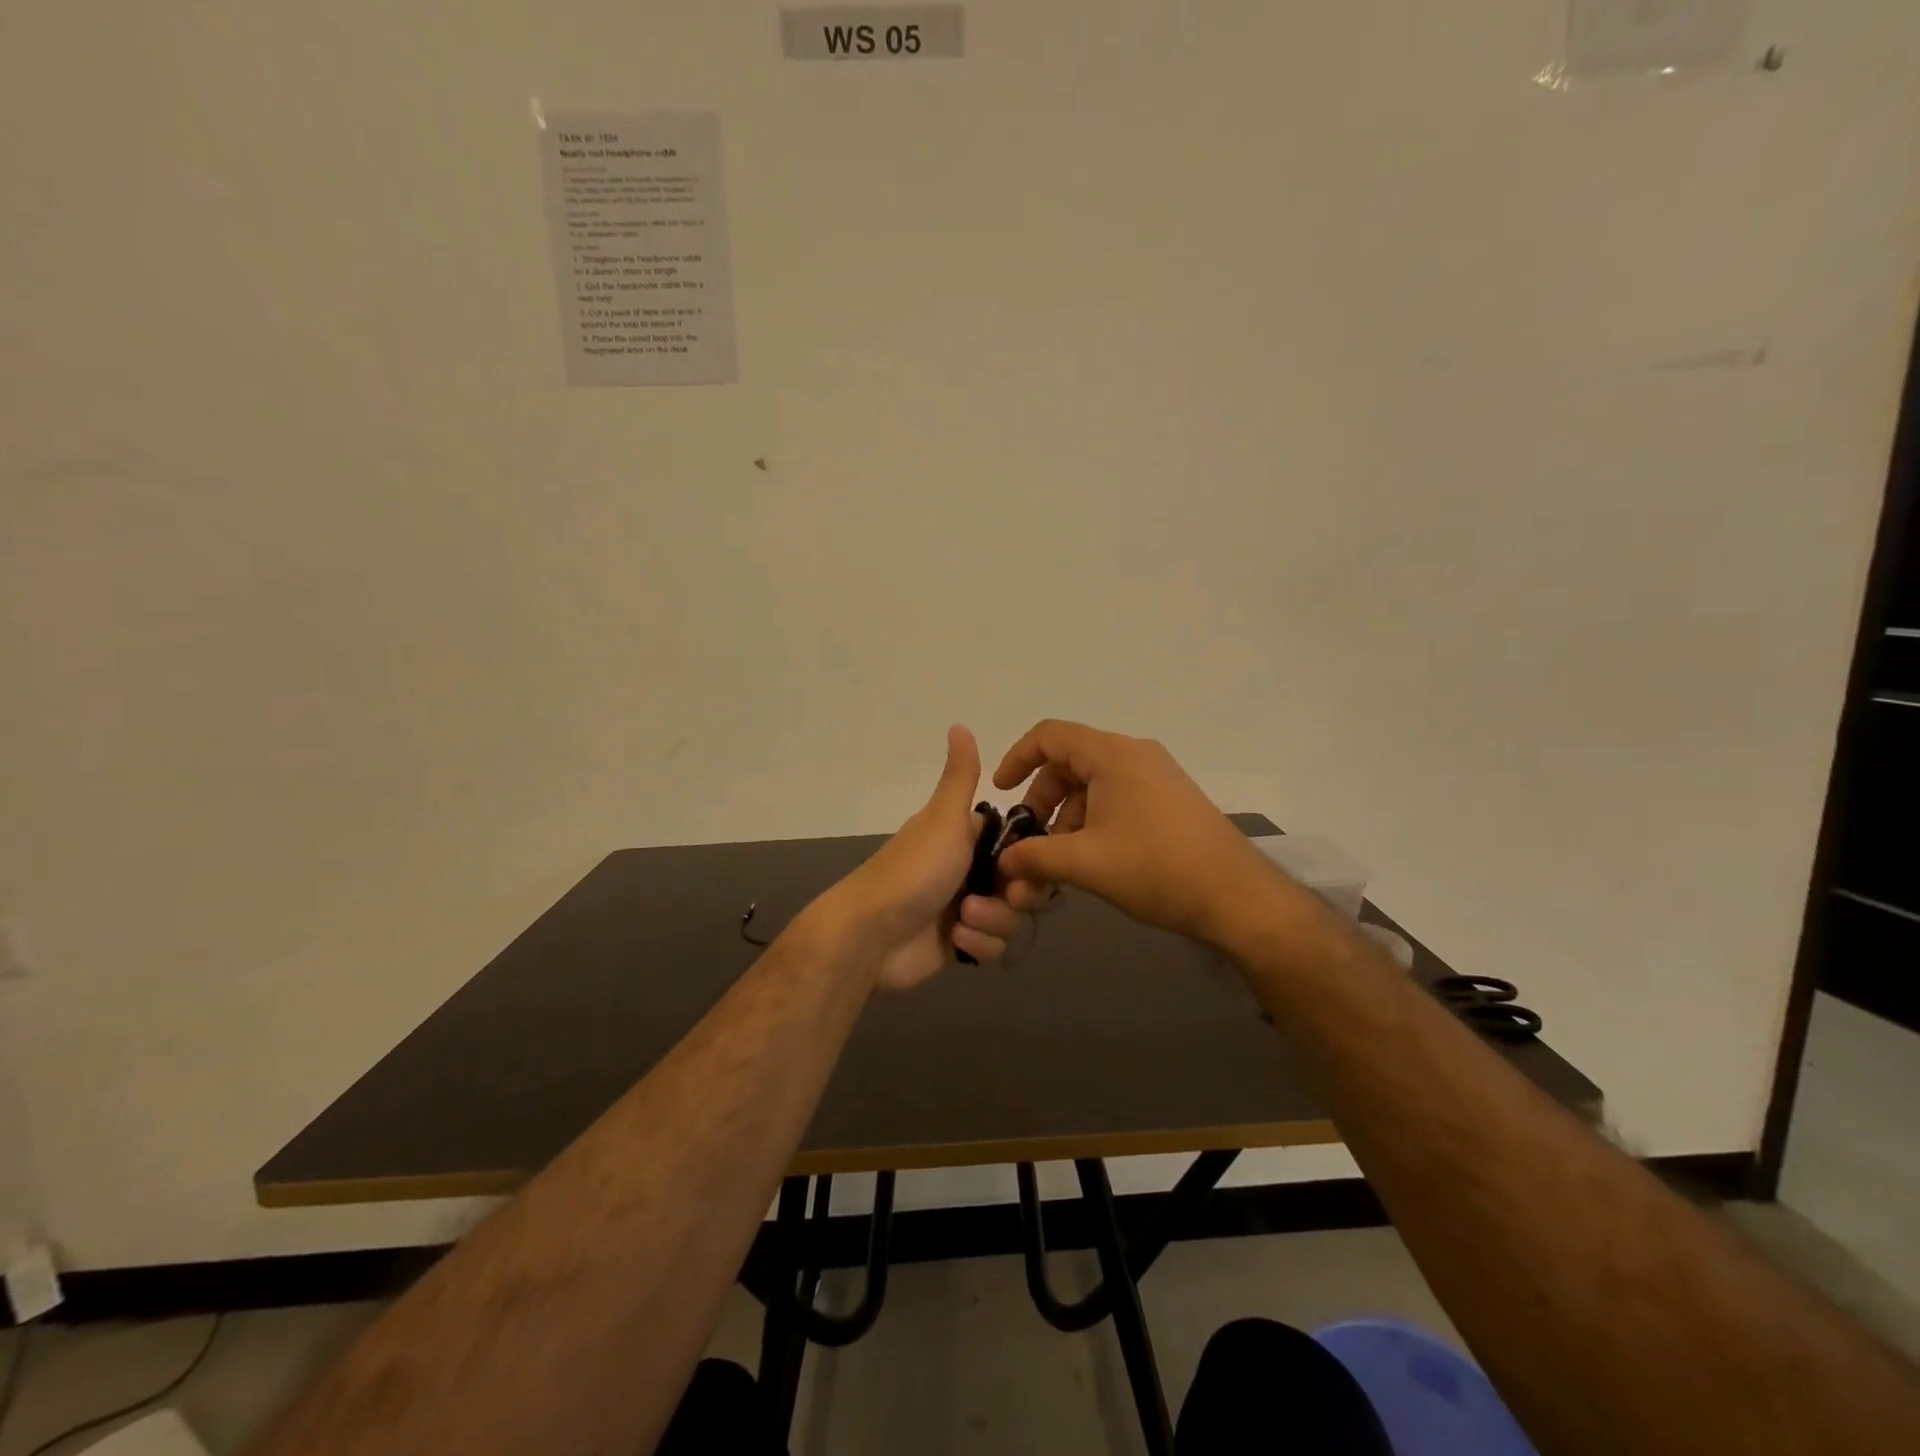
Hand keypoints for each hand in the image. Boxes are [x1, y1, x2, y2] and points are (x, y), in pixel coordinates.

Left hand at [832, 725, 1029, 992]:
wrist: (872, 934)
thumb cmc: (914, 869)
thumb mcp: (944, 817)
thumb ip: (960, 776)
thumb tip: (959, 725)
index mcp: (966, 837)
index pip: (1019, 843)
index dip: (1032, 854)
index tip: (1031, 861)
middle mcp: (968, 870)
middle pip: (1022, 883)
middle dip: (1017, 894)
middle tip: (1006, 895)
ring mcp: (964, 909)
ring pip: (1010, 917)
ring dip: (992, 920)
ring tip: (963, 919)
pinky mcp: (959, 944)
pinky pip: (991, 946)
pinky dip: (978, 944)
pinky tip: (956, 940)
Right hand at [992, 720, 1278, 945]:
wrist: (1237, 897)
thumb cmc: (1156, 869)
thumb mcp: (1086, 863)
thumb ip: (1035, 858)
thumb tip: (1002, 863)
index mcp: (1112, 755)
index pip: (1049, 735)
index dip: (1017, 759)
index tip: (1002, 794)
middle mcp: (1134, 755)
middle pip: (1069, 764)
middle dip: (1042, 804)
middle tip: (1030, 844)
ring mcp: (1156, 776)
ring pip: (1092, 787)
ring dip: (1067, 821)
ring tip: (1059, 867)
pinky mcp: (1169, 800)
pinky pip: (1117, 799)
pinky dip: (1093, 824)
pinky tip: (1091, 863)